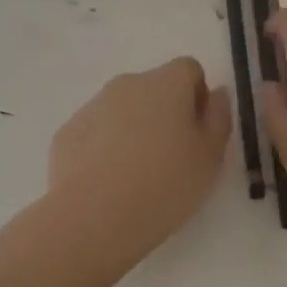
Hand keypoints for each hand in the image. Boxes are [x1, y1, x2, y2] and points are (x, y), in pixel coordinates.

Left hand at [48, 57, 232, 263]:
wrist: (94, 217)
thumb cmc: (165, 185)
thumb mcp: (210, 157)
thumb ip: (218, 118)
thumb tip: (216, 94)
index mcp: (166, 84)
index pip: (189, 69)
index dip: (197, 97)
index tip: (197, 133)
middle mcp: (127, 84)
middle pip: (154, 88)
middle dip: (164, 113)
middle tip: (170, 159)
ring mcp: (92, 106)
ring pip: (123, 110)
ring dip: (133, 130)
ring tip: (136, 176)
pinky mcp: (68, 132)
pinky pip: (96, 132)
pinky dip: (105, 148)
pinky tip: (108, 183)